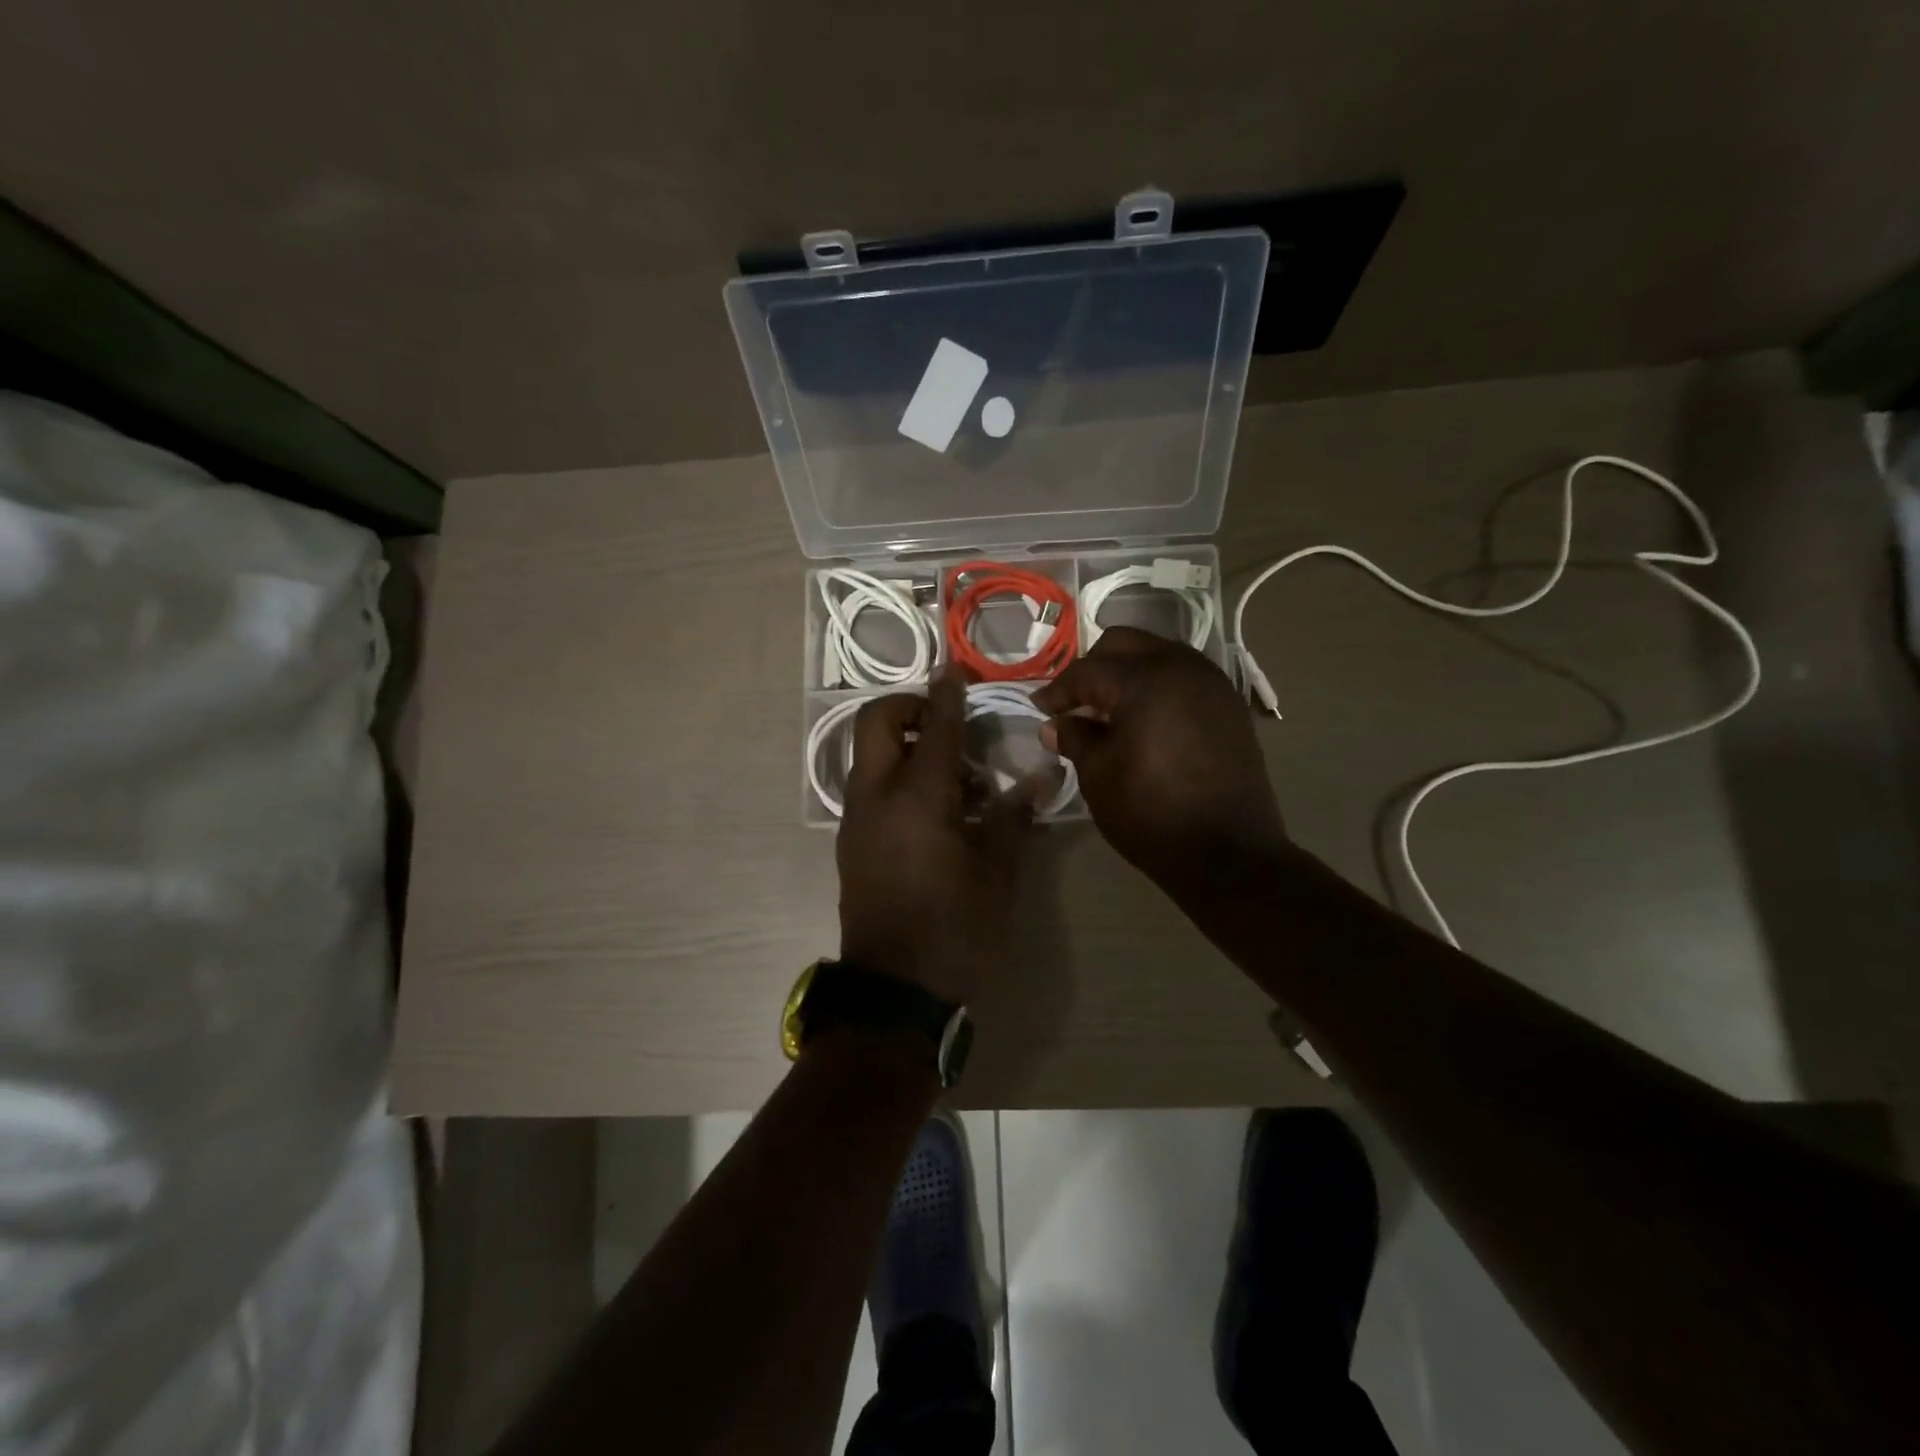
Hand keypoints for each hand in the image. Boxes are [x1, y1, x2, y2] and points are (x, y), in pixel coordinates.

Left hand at [837, 672, 1035, 1005]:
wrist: (897, 990)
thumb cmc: (957, 929)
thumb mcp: (998, 873)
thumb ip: (1015, 816)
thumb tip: (1043, 776)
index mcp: (919, 797)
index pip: (934, 725)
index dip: (947, 693)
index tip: (956, 669)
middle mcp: (878, 795)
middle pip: (877, 722)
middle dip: (907, 707)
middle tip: (946, 724)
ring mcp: (858, 818)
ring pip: (869, 754)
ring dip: (904, 746)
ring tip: (956, 780)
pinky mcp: (852, 841)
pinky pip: (870, 786)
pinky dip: (896, 776)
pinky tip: (936, 811)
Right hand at [1035, 627, 1285, 888]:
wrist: (1228, 854)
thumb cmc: (1151, 814)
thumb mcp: (1098, 776)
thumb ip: (1075, 738)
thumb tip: (1056, 724)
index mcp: (1145, 680)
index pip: (1088, 671)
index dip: (1058, 690)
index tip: (1040, 709)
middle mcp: (1182, 667)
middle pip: (1125, 644)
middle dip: (1094, 668)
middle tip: (1075, 703)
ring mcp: (1212, 683)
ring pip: (1158, 655)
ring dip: (1128, 673)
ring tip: (1109, 711)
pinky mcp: (1228, 705)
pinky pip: (1183, 677)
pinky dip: (1157, 686)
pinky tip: (1144, 720)